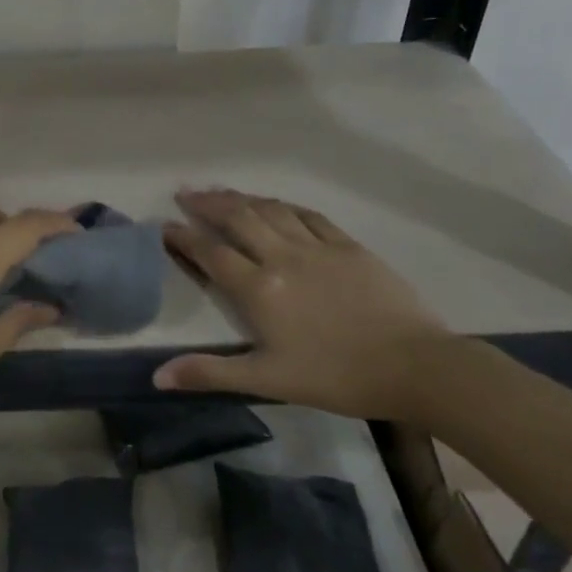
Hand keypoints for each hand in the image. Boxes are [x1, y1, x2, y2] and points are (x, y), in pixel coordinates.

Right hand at [154, 188, 450, 420]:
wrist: (414, 366)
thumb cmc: (335, 377)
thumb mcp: (267, 380)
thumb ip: (210, 372)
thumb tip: (157, 376)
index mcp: (259, 289)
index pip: (211, 253)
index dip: (184, 237)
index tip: (164, 226)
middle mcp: (282, 257)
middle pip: (239, 218)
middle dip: (209, 203)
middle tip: (187, 192)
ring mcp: (318, 247)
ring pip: (271, 210)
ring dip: (242, 197)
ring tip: (222, 191)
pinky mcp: (349, 246)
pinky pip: (308, 215)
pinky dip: (284, 205)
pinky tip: (276, 204)